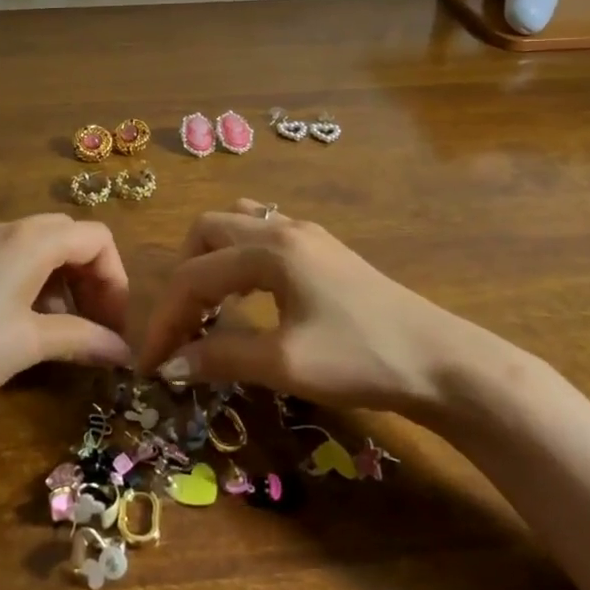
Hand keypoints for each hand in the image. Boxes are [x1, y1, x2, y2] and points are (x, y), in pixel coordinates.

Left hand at [0, 214, 133, 413]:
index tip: (115, 326)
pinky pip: (11, 259)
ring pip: (39, 249)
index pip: (97, 239)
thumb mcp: (28, 343)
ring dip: (63, 284)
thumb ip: (82, 340)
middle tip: (96, 325)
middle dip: (92, 279)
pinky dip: (32, 284)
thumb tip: (124, 352)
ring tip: (61, 332)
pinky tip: (20, 325)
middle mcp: (8, 229)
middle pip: (70, 238)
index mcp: (33, 239)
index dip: (116, 281)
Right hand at [132, 199, 499, 417]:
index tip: (150, 362)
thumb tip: (172, 364)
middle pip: (208, 231)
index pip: (194, 276)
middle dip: (184, 276)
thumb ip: (221, 358)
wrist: (439, 360)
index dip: (165, 319)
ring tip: (210, 308)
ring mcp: (307, 234)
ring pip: (237, 225)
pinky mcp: (324, 249)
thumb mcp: (284, 364)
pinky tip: (249, 297)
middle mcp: (283, 228)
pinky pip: (263, 235)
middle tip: (182, 326)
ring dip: (211, 260)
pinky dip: (239, 260)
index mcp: (269, 249)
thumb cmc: (361, 359)